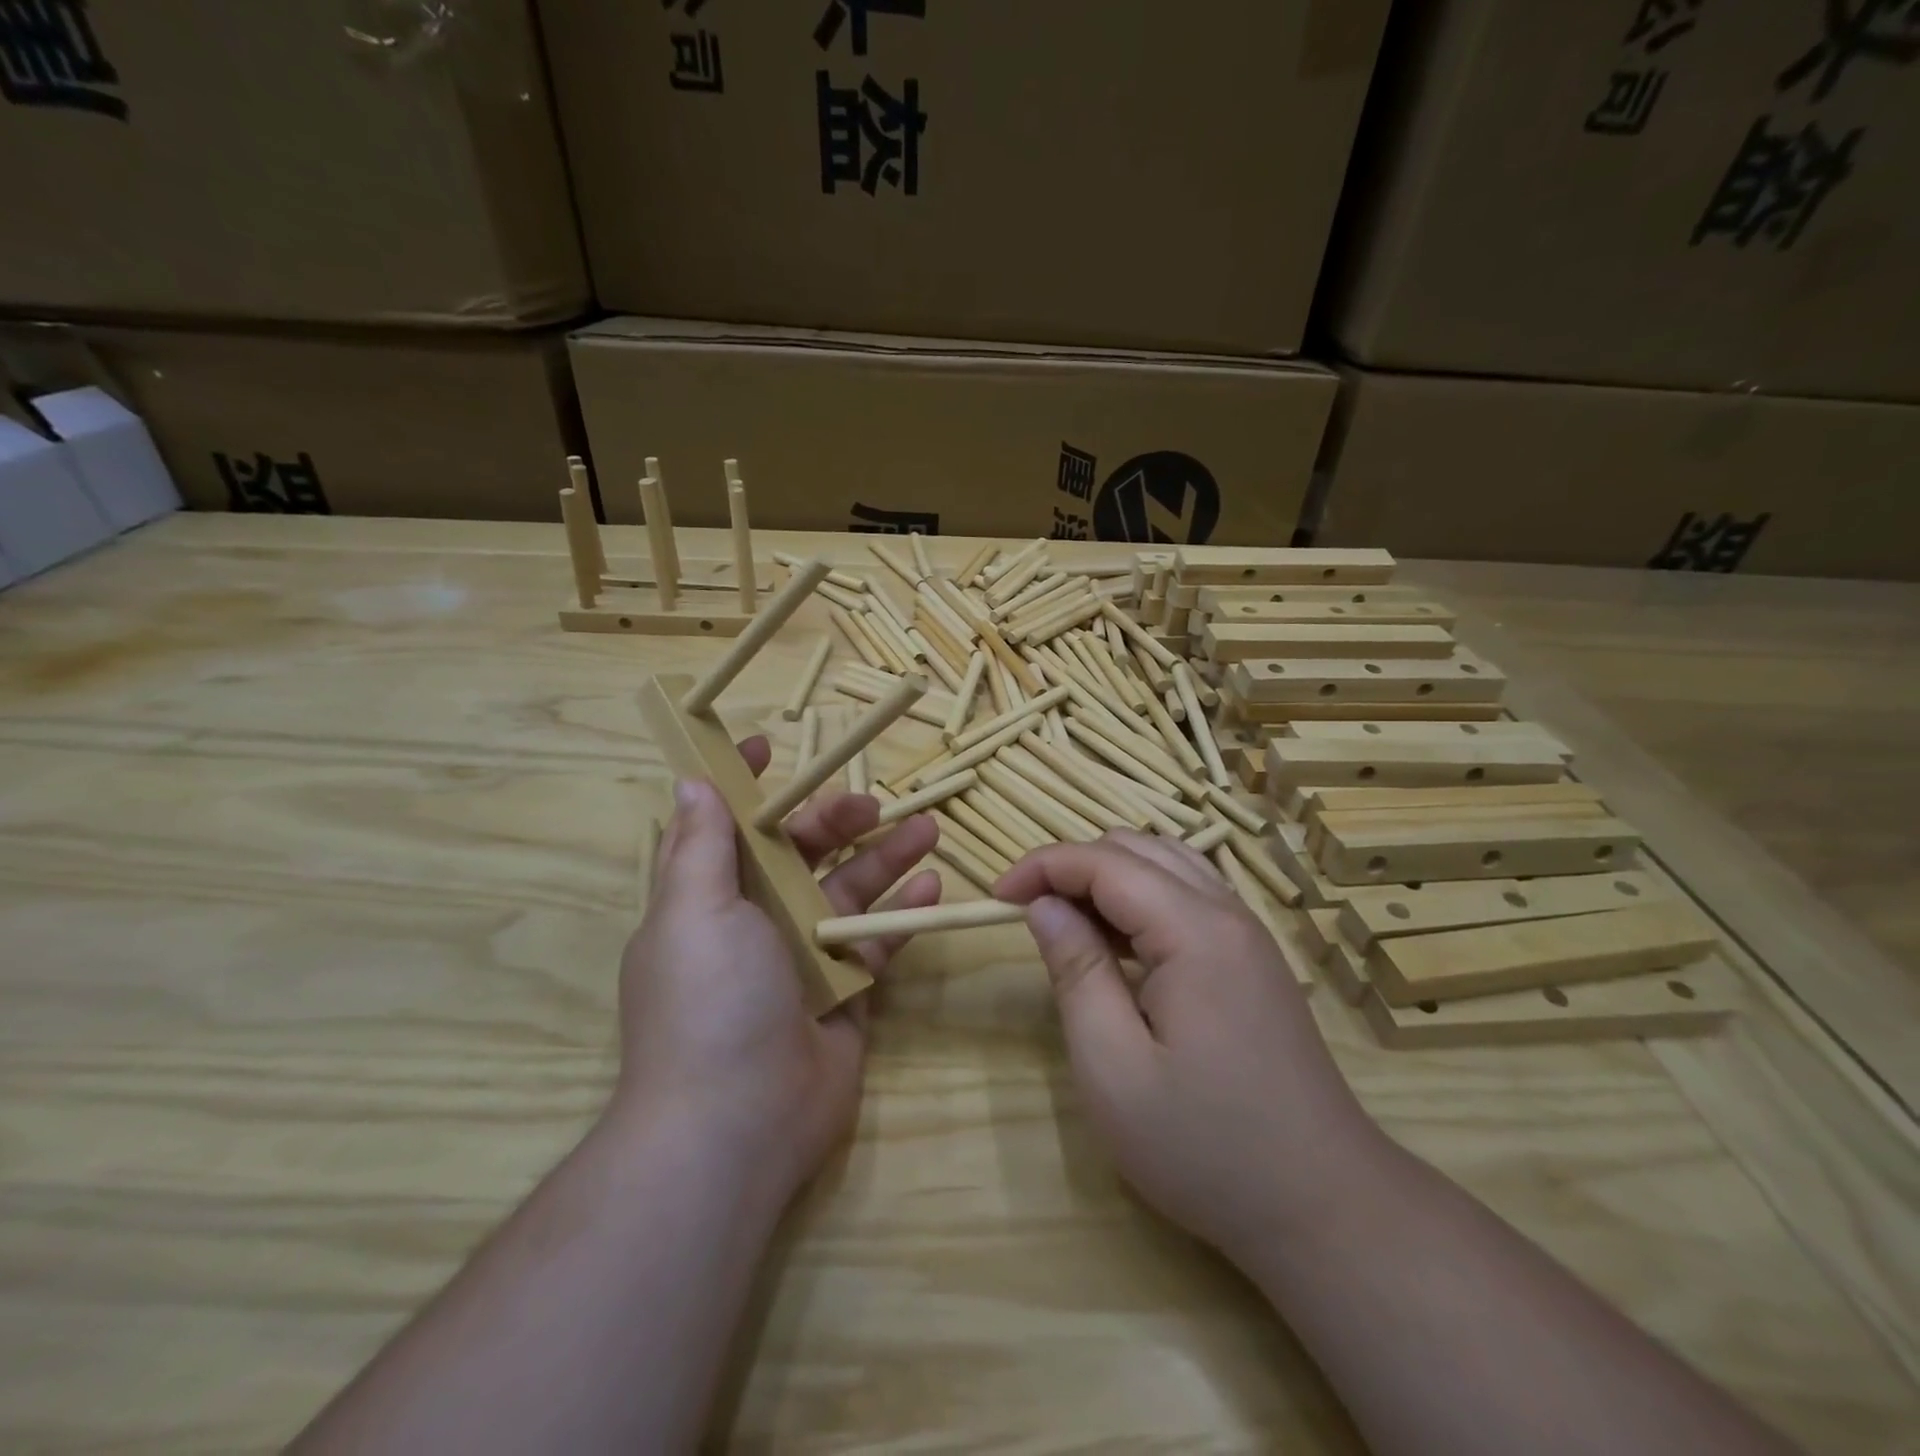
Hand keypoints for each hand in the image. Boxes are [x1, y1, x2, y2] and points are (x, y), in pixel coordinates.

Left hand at [614, 735, 940, 1204]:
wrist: (738, 1123)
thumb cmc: (710, 1001)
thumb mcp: (695, 912)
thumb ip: (702, 847)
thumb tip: (692, 782)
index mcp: (712, 899)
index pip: (728, 828)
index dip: (745, 786)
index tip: (770, 746)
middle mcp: (756, 922)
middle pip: (801, 854)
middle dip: (836, 823)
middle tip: (874, 804)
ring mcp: (805, 957)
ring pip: (849, 891)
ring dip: (885, 858)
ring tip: (927, 830)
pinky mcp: (847, 990)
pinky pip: (878, 939)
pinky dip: (903, 913)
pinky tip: (933, 887)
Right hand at [996, 831, 1389, 1263]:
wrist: (1324, 1204)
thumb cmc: (1206, 1146)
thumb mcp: (1114, 1067)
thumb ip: (1076, 971)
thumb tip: (1044, 906)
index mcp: (1194, 930)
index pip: (1104, 861)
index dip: (1043, 866)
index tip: (996, 898)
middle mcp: (1227, 913)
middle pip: (1137, 849)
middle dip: (1073, 867)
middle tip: (1031, 915)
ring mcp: (1247, 933)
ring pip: (1166, 864)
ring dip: (1108, 879)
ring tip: (1070, 926)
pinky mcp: (1253, 958)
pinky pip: (1188, 895)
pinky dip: (1141, 899)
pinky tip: (1121, 947)